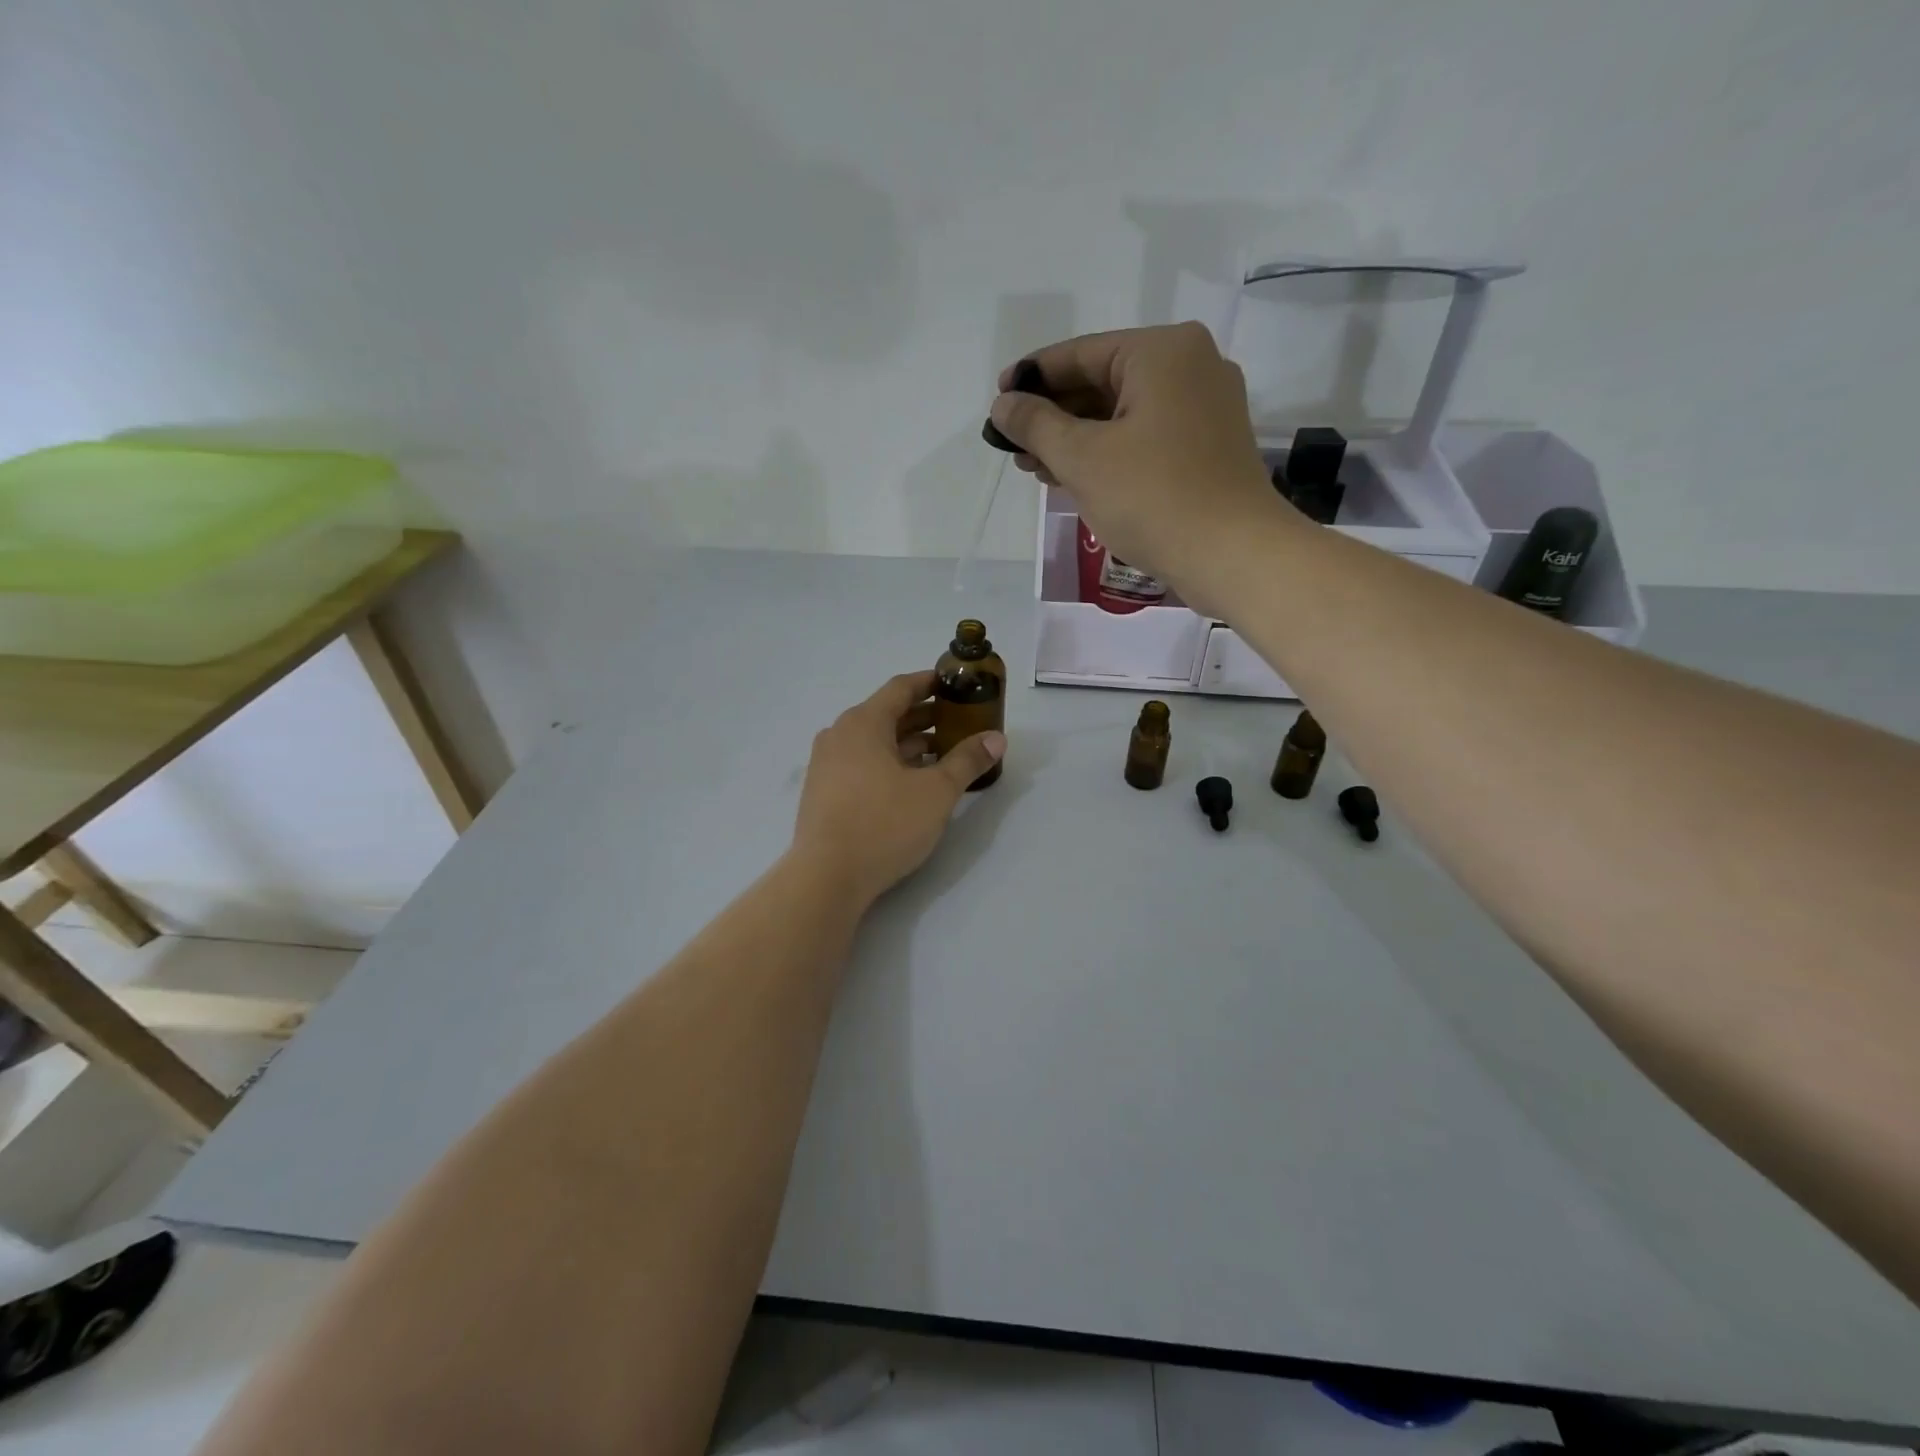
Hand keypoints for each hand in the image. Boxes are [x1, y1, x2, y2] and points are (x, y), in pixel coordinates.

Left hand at [793, 672, 1005, 907]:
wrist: (827, 878)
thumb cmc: (884, 824)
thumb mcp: (936, 792)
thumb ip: (967, 761)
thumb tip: (996, 738)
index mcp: (863, 723)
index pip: (900, 688)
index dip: (930, 683)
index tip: (955, 685)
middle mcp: (839, 735)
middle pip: (887, 714)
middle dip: (924, 717)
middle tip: (958, 723)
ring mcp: (827, 764)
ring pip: (874, 742)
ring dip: (908, 743)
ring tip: (943, 754)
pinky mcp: (824, 791)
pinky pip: (862, 763)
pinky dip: (889, 763)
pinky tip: (912, 782)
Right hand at [989, 322, 1296, 617]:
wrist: (1233, 555)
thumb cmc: (1153, 497)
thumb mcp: (1082, 459)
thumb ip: (1036, 425)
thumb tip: (1002, 406)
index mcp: (1162, 352)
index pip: (1080, 354)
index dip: (1032, 379)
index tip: (997, 404)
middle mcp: (1190, 366)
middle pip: (1103, 382)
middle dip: (1054, 416)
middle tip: (1013, 446)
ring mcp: (1205, 408)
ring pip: (1123, 414)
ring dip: (1077, 440)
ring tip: (1036, 468)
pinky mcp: (1208, 447)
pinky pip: (1145, 437)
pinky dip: (1109, 454)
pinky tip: (1075, 478)